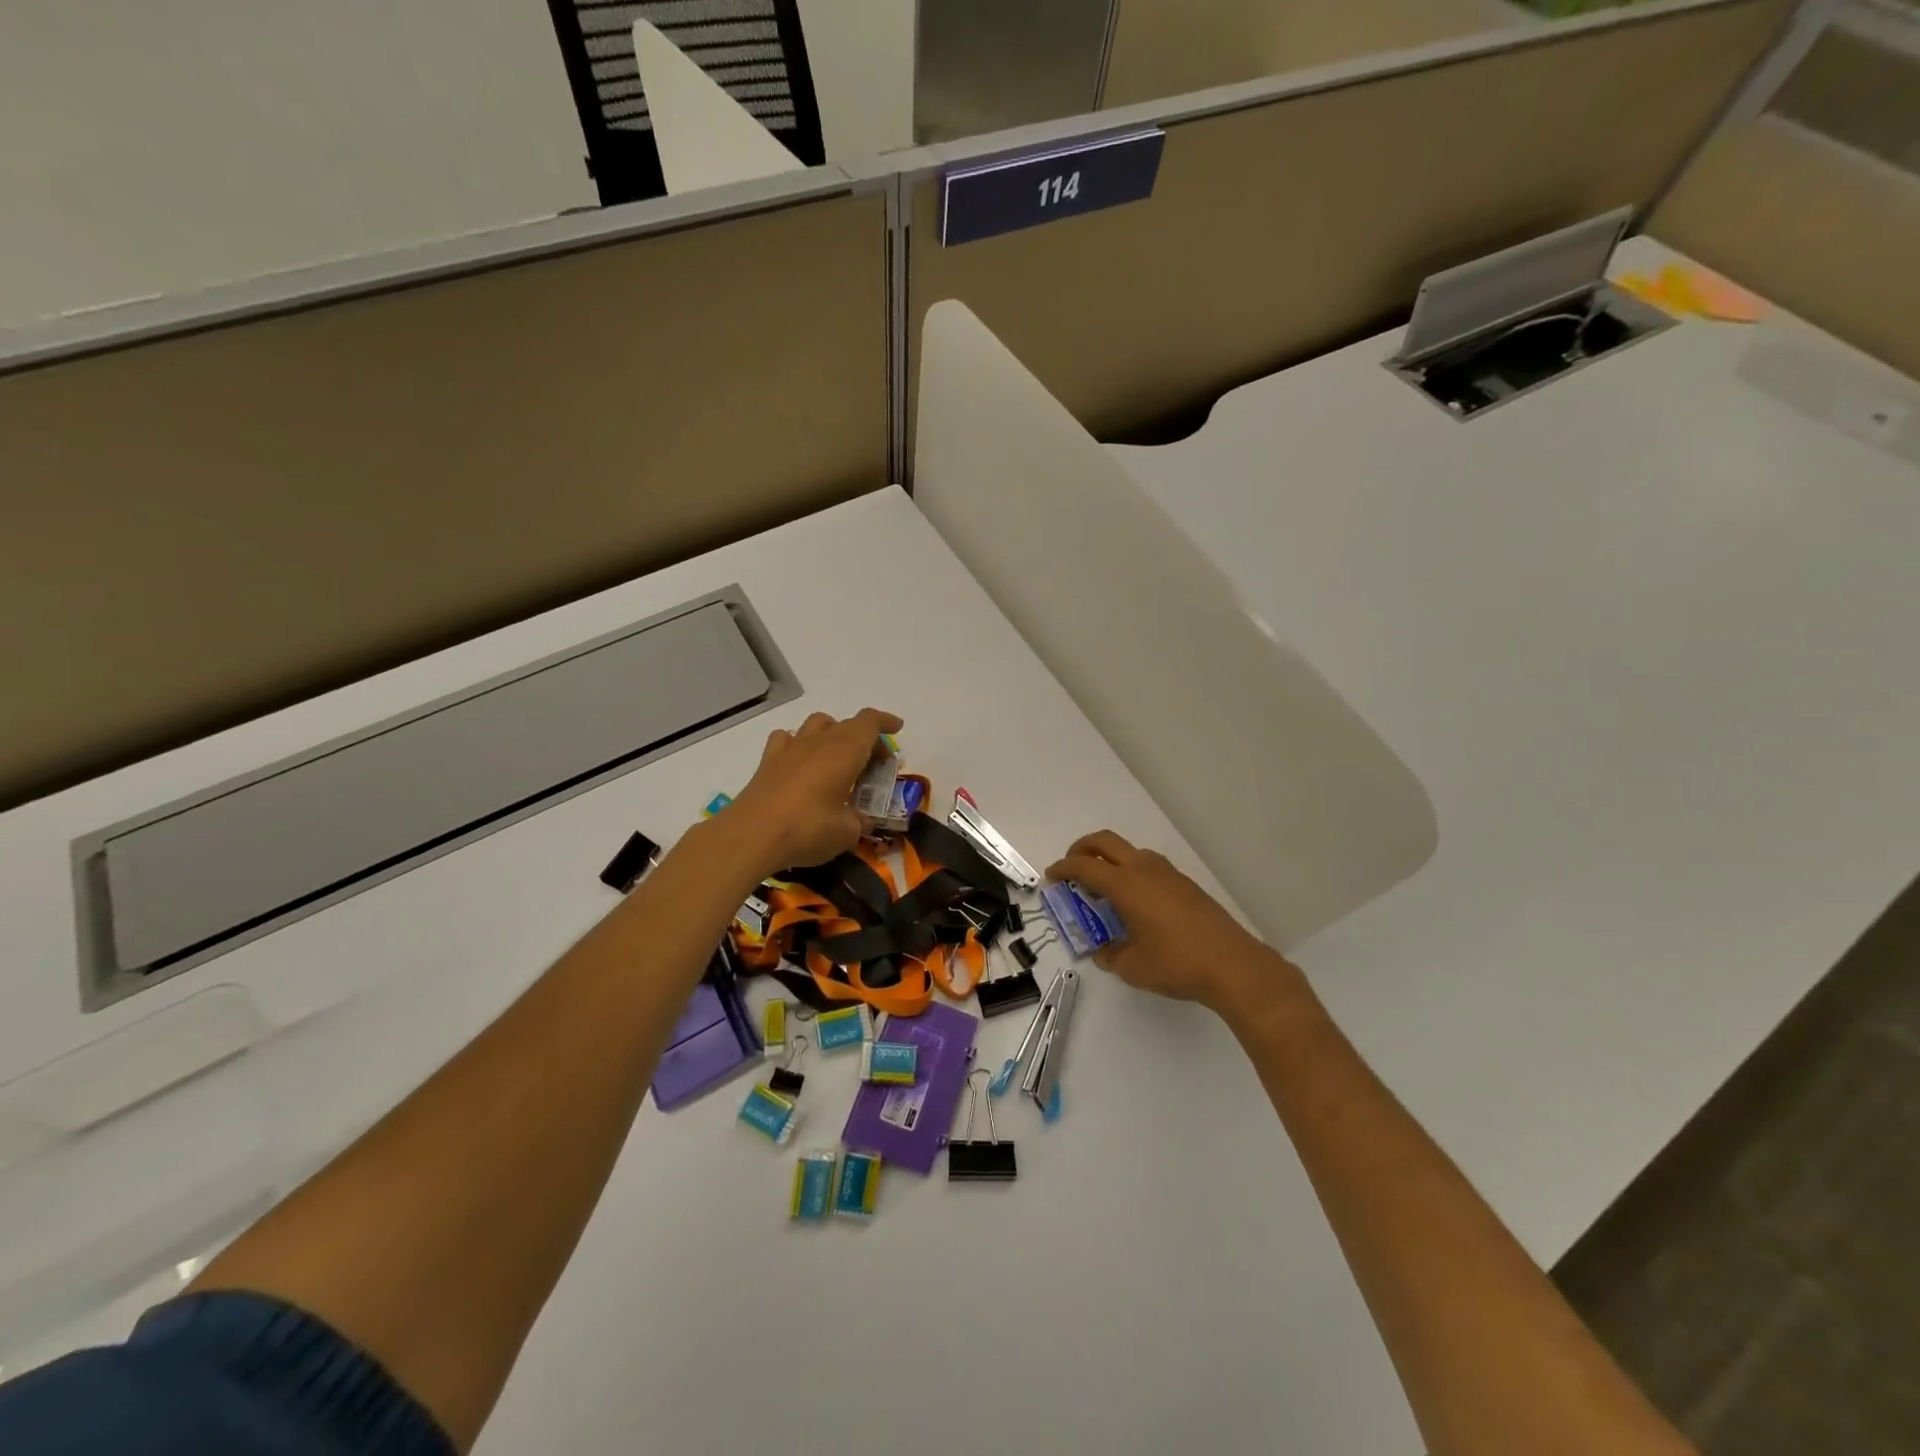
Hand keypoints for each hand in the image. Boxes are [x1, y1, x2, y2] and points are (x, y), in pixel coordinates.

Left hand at [725, 708, 903, 872]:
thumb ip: (859, 821)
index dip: (885, 722)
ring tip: (837, 758)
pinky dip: (799, 744)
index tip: (897, 728)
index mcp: (845, 750)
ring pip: (816, 724)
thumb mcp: (847, 832)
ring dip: (832, 734)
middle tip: (872, 762)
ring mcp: (790, 748)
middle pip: (846, 724)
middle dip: (864, 738)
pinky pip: (787, 739)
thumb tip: (860, 820)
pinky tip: (800, 762)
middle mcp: (819, 741)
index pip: (870, 722)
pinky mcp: (767, 762)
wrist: (751, 835)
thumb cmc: (808, 829)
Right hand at [1046, 830, 1299, 1021]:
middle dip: (1082, 849)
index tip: (1052, 876)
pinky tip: (1136, 902)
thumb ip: (1111, 956)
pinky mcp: (1185, 884)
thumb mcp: (1133, 967)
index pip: (1084, 866)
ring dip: (1111, 860)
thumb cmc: (1176, 964)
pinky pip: (1149, 866)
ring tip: (1104, 889)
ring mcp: (1168, 873)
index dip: (1063, 868)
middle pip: (1105, 842)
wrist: (1233, 965)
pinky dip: (1132, 872)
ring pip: (1130, 851)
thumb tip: (1103, 952)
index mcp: (1125, 885)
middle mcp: (1145, 869)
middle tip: (1072, 867)